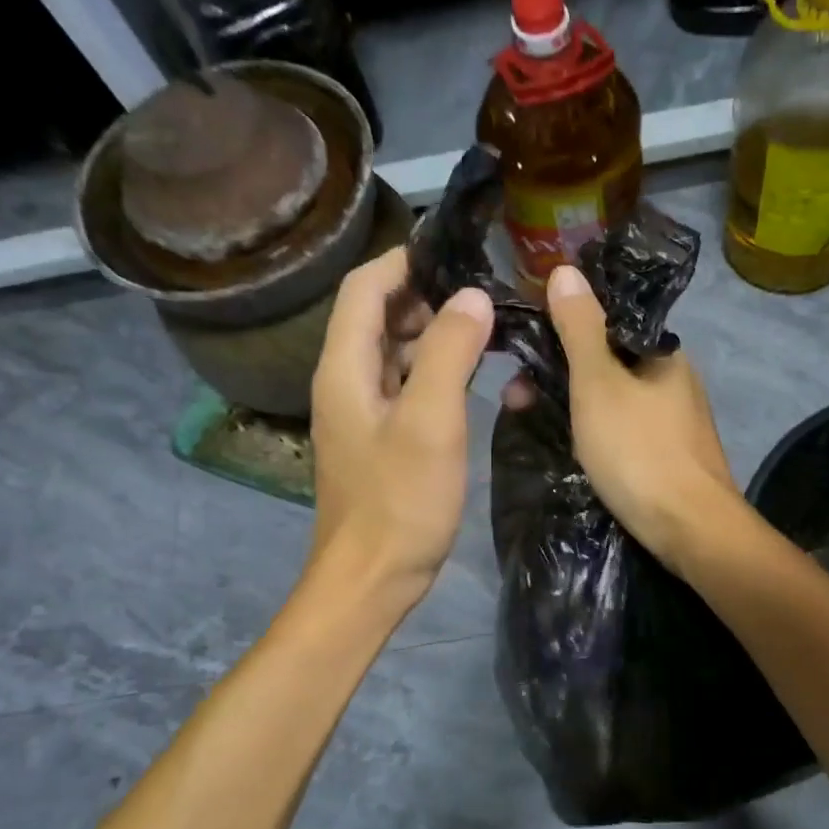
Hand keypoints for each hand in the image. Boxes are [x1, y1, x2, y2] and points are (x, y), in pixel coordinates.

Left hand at [308, 247, 493, 607]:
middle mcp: (344, 382)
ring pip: (392, 353)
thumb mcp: (430, 422)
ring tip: (484, 325)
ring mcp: (360, 413)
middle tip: (483, 289)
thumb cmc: (400, 501)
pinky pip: (402, 386)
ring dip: (431, 332)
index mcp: (344, 368)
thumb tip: (473, 298)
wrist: (371, 578)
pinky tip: (467, 375)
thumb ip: (450, 354)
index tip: (456, 250)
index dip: (405, 261)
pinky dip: (431, 370)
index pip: (365, 288)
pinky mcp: (378, 440)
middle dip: (425, 295)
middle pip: (376, 316)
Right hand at [539, 263, 741, 575]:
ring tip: (530, 420)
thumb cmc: (639, 450)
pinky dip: (594, 433)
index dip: (562, 328)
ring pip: (613, 400)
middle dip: (559, 373)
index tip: (524, 346)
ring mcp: (675, 422)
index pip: (608, 322)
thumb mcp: (599, 384)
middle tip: (516, 395)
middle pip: (607, 362)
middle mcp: (674, 381)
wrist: (690, 528)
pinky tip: (571, 448)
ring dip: (572, 405)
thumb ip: (580, 328)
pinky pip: (623, 432)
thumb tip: (565, 269)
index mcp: (663, 352)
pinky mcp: (670, 457)